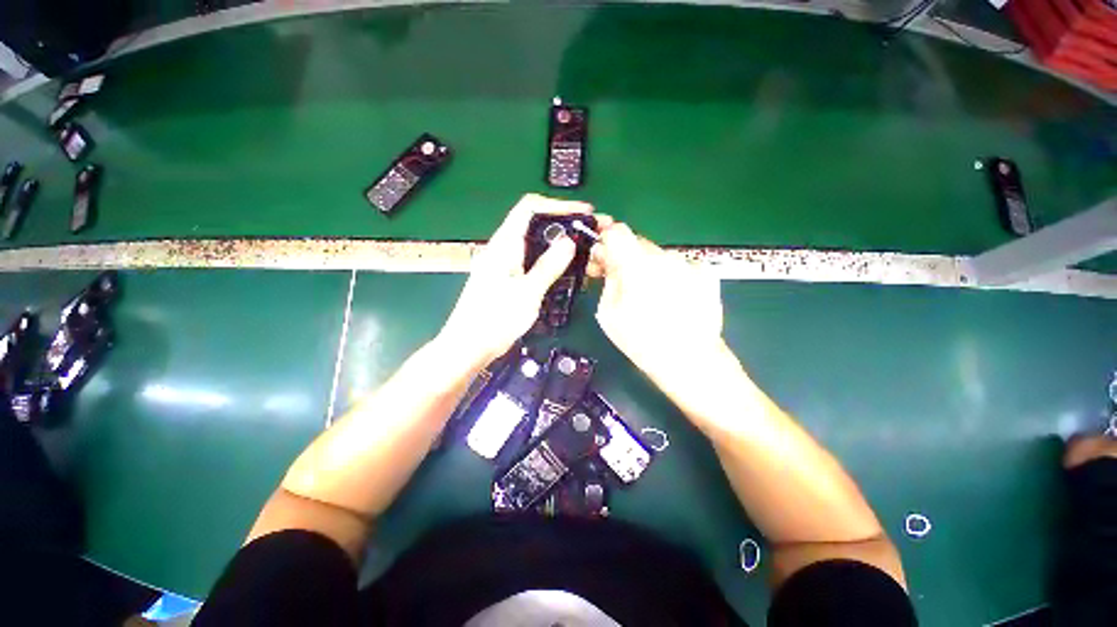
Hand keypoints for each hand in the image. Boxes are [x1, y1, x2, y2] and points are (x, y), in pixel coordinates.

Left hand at [437, 194, 595, 368]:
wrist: (469, 346)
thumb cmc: (495, 319)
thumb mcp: (527, 292)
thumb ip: (548, 266)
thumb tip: (568, 242)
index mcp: (504, 245)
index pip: (529, 208)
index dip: (557, 205)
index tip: (583, 212)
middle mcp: (503, 248)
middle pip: (534, 223)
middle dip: (563, 224)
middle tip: (589, 232)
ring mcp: (504, 263)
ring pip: (535, 242)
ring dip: (558, 243)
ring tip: (583, 249)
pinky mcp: (507, 277)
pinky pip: (532, 259)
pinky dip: (550, 259)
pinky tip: (565, 269)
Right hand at [593, 223, 726, 396]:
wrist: (690, 362)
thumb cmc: (642, 341)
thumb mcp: (608, 312)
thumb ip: (607, 279)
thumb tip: (607, 260)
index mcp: (637, 264)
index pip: (617, 231)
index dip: (606, 239)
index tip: (601, 256)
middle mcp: (665, 256)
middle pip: (637, 242)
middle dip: (624, 256)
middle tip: (618, 279)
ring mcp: (689, 263)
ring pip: (658, 255)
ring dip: (647, 267)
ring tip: (648, 296)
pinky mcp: (706, 274)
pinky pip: (679, 266)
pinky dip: (669, 275)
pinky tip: (671, 298)